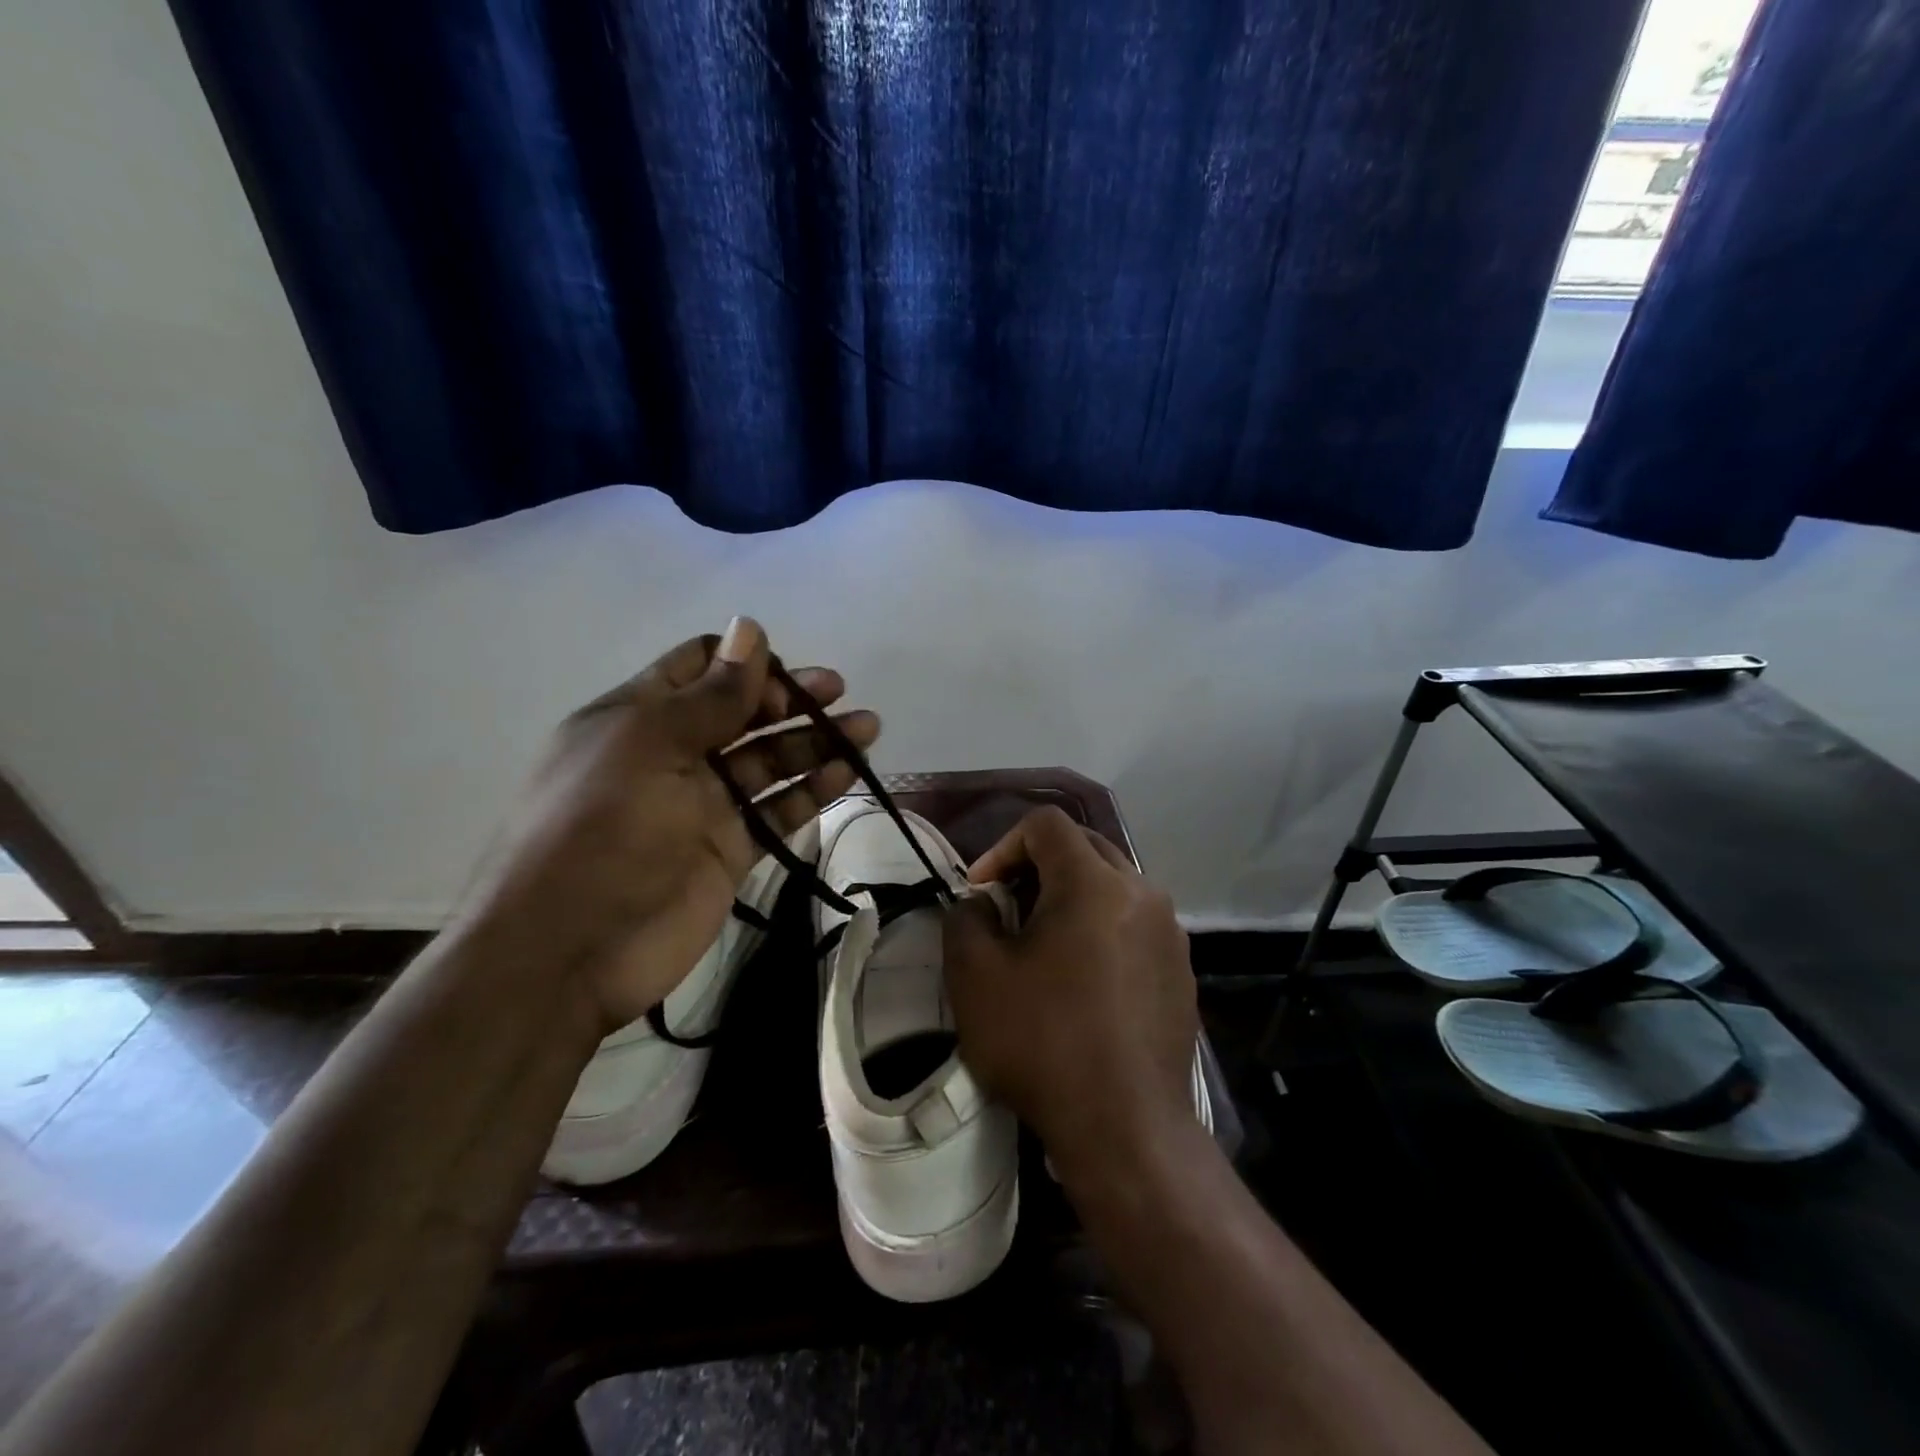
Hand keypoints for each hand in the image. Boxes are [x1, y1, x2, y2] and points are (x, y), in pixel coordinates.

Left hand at [460, 617, 877, 1032]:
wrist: (569, 951)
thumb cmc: (600, 831)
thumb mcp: (650, 746)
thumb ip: (711, 695)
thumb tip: (749, 626)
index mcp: (639, 718)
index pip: (698, 669)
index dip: (745, 663)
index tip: (785, 676)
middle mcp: (673, 755)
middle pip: (743, 713)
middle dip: (790, 699)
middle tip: (838, 693)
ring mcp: (703, 805)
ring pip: (769, 761)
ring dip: (815, 742)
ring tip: (867, 728)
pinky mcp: (729, 849)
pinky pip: (777, 810)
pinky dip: (811, 790)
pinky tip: (845, 773)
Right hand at [943, 806, 1197, 1182]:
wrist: (1126, 1129)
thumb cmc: (1043, 1043)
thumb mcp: (975, 977)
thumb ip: (965, 919)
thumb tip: (981, 904)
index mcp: (1094, 882)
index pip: (1046, 824)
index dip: (1003, 845)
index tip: (981, 890)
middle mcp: (1142, 893)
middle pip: (1084, 847)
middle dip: (1038, 867)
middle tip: (1007, 910)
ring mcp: (1170, 934)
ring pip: (1113, 886)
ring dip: (1071, 898)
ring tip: (1042, 945)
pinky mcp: (1181, 971)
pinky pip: (1135, 925)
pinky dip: (1101, 930)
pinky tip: (1082, 981)